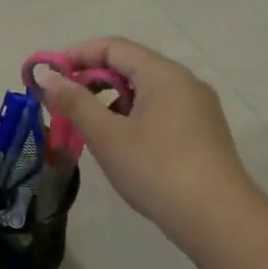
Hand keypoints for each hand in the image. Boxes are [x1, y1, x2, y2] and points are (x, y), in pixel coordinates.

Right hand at [31, 38, 257, 239]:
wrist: (219, 221)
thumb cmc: (158, 170)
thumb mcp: (107, 136)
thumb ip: (74, 102)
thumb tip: (48, 79)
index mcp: (163, 74)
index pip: (112, 47)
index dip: (75, 55)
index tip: (48, 78)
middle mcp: (184, 82)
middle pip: (128, 65)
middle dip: (90, 80)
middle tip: (62, 104)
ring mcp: (197, 108)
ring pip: (143, 90)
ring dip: (109, 100)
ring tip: (87, 127)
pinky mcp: (202, 132)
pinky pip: (158, 110)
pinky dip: (131, 116)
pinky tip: (119, 144)